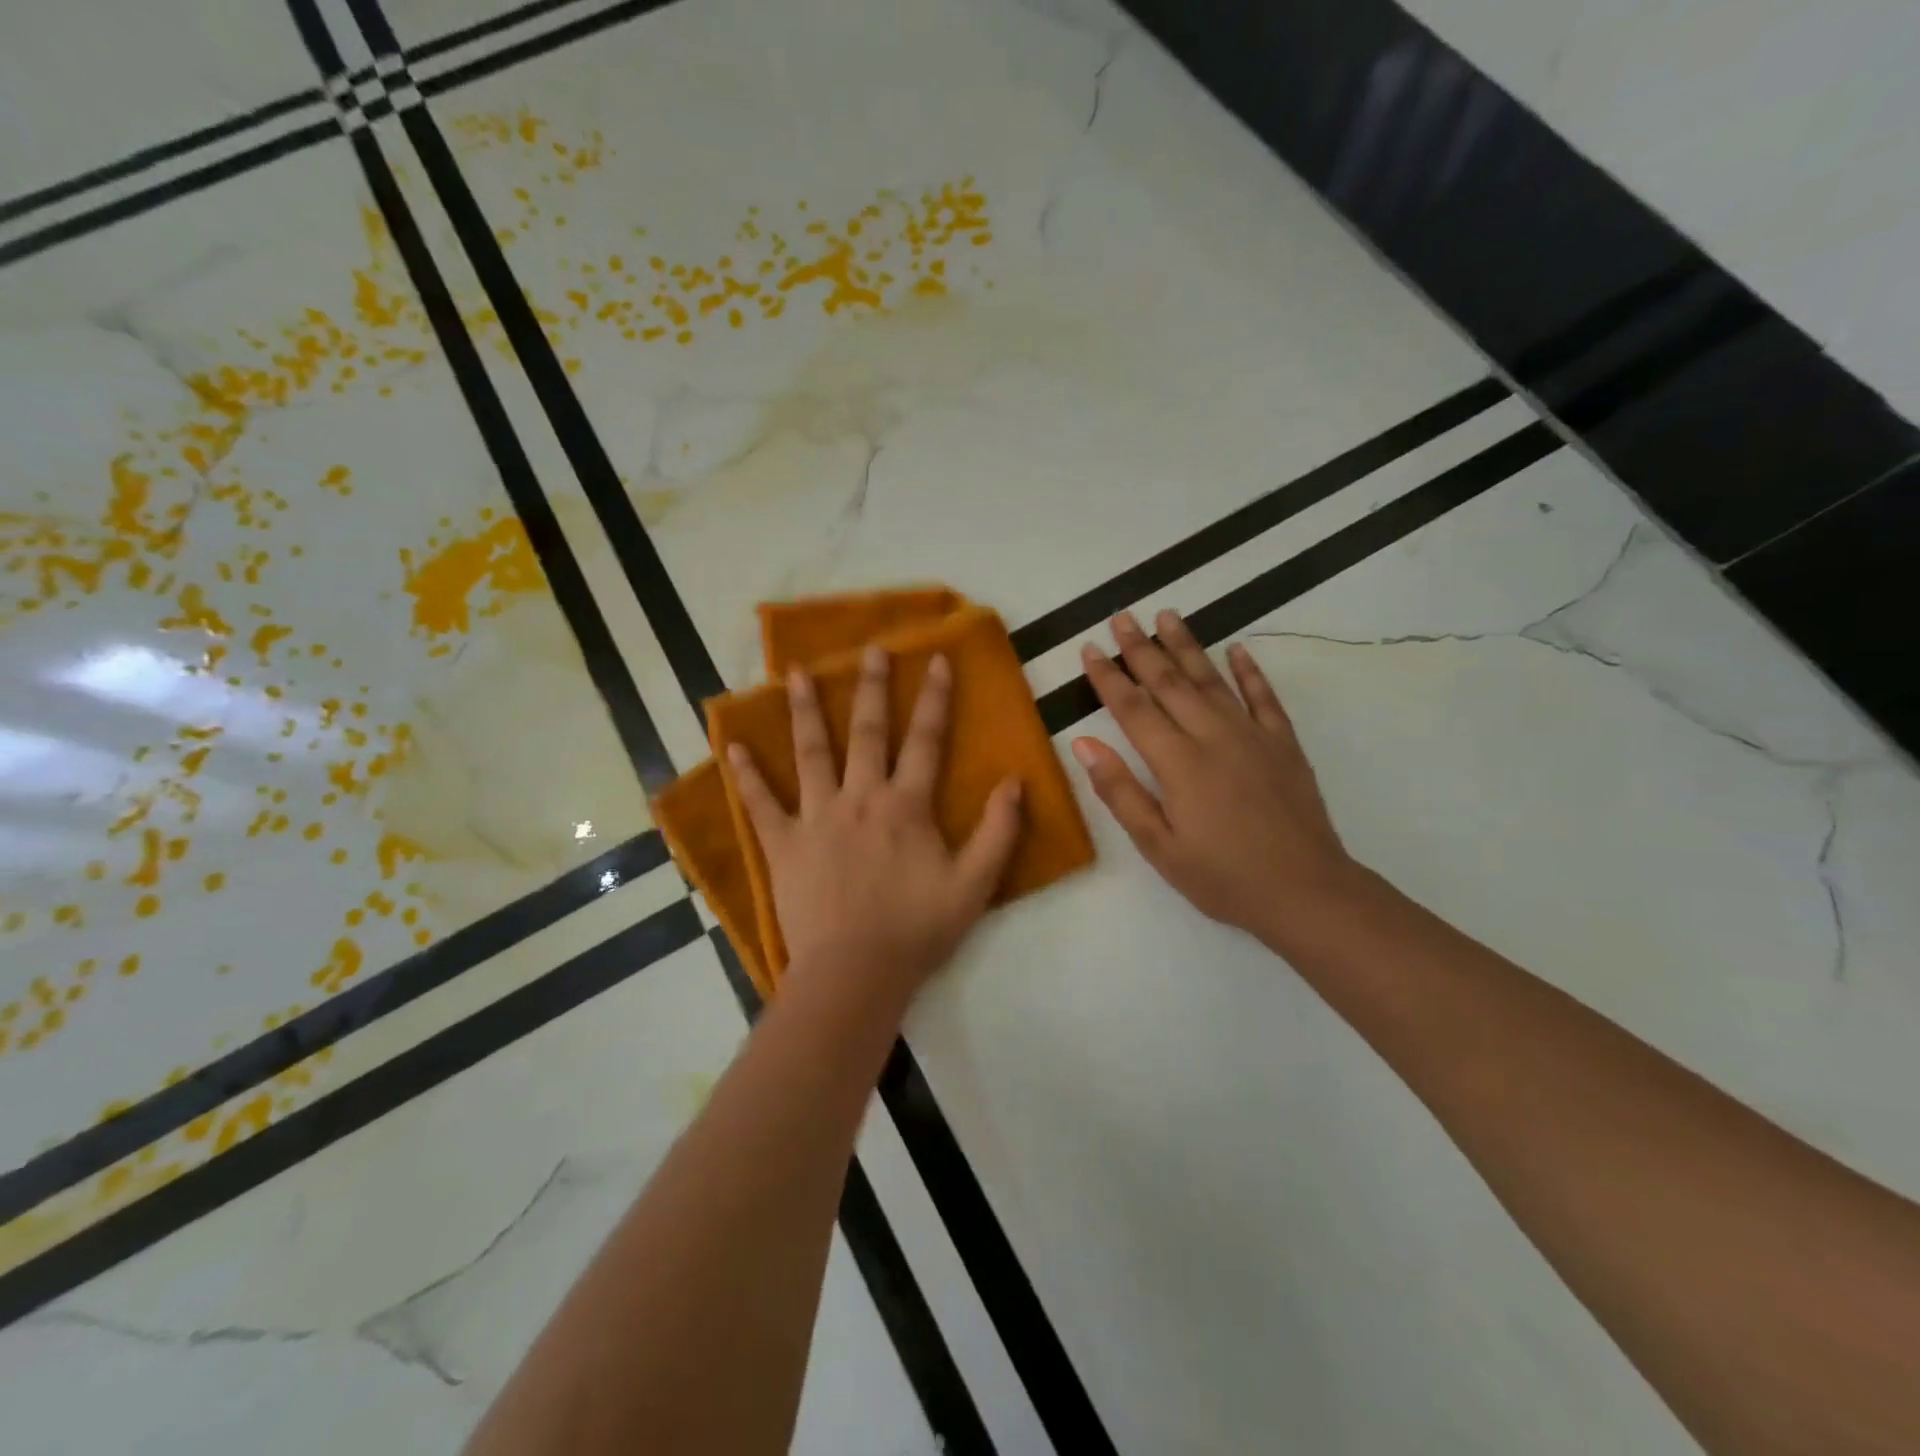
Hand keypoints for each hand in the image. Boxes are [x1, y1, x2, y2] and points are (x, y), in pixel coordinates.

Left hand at [726, 645, 1024, 994]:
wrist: (857, 971)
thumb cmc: (918, 929)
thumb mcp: (975, 885)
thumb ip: (998, 831)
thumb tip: (1015, 781)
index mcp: (906, 806)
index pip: (925, 740)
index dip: (934, 699)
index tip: (936, 660)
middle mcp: (861, 798)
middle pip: (867, 732)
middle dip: (871, 687)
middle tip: (870, 649)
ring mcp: (817, 817)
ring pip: (811, 753)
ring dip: (805, 711)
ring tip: (796, 673)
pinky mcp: (785, 844)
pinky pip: (762, 804)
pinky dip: (748, 776)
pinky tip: (734, 747)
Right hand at [1071, 610, 1358, 948]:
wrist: (1305, 891)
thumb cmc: (1222, 877)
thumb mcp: (1158, 846)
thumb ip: (1120, 791)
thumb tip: (1083, 744)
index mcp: (1177, 763)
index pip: (1132, 709)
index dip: (1108, 677)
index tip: (1089, 649)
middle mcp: (1212, 736)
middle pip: (1169, 682)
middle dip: (1141, 648)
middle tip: (1122, 616)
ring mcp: (1252, 735)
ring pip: (1212, 679)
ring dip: (1187, 645)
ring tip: (1167, 615)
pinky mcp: (1283, 744)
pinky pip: (1263, 697)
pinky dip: (1249, 671)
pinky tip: (1237, 650)